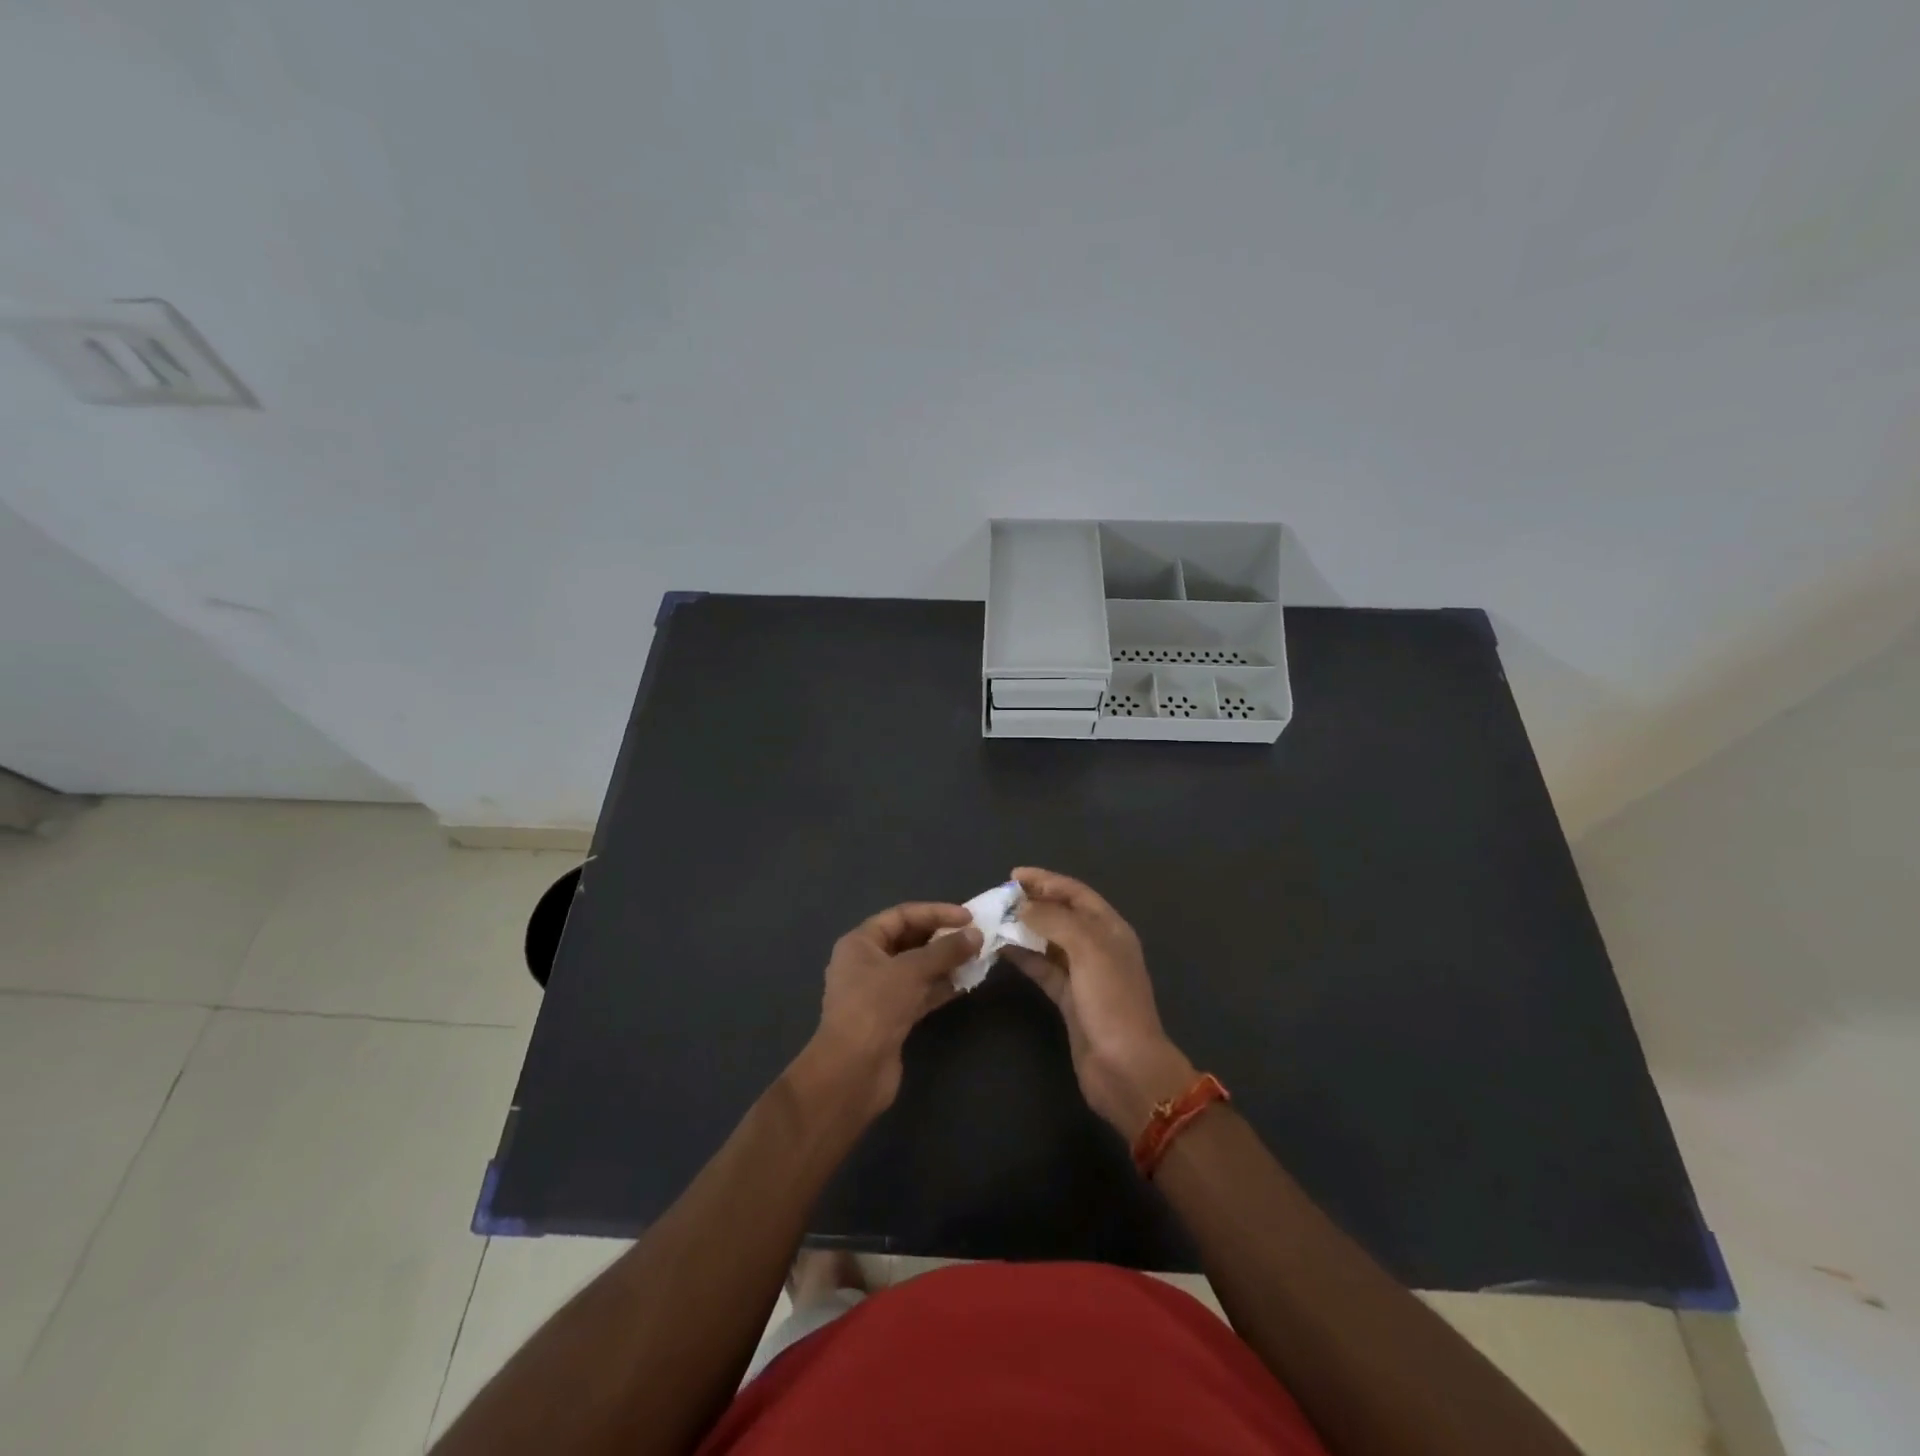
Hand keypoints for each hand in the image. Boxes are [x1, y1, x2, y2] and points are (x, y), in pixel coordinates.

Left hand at [805, 902, 979, 1117]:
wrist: (853, 1071)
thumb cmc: (875, 1007)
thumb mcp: (911, 971)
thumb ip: (945, 950)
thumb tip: (976, 935)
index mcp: (860, 943)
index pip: (901, 916)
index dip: (935, 912)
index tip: (967, 917)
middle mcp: (866, 963)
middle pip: (909, 941)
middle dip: (941, 938)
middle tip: (975, 937)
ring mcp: (878, 993)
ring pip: (917, 969)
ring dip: (945, 963)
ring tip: (977, 958)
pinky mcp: (891, 1018)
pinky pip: (920, 993)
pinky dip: (941, 987)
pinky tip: (966, 984)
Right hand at [1001, 868, 1196, 1139]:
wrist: (1125, 1068)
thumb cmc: (1111, 1002)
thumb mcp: (1088, 951)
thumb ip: (1054, 921)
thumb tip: (1023, 907)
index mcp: (1110, 929)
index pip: (1076, 893)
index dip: (1047, 880)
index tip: (1014, 875)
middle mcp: (1098, 946)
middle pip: (1062, 914)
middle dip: (1034, 902)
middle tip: (999, 898)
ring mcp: (1084, 974)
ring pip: (1050, 941)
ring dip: (1024, 929)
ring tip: (994, 920)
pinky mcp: (1069, 999)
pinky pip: (1043, 968)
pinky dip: (1024, 957)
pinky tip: (1002, 950)